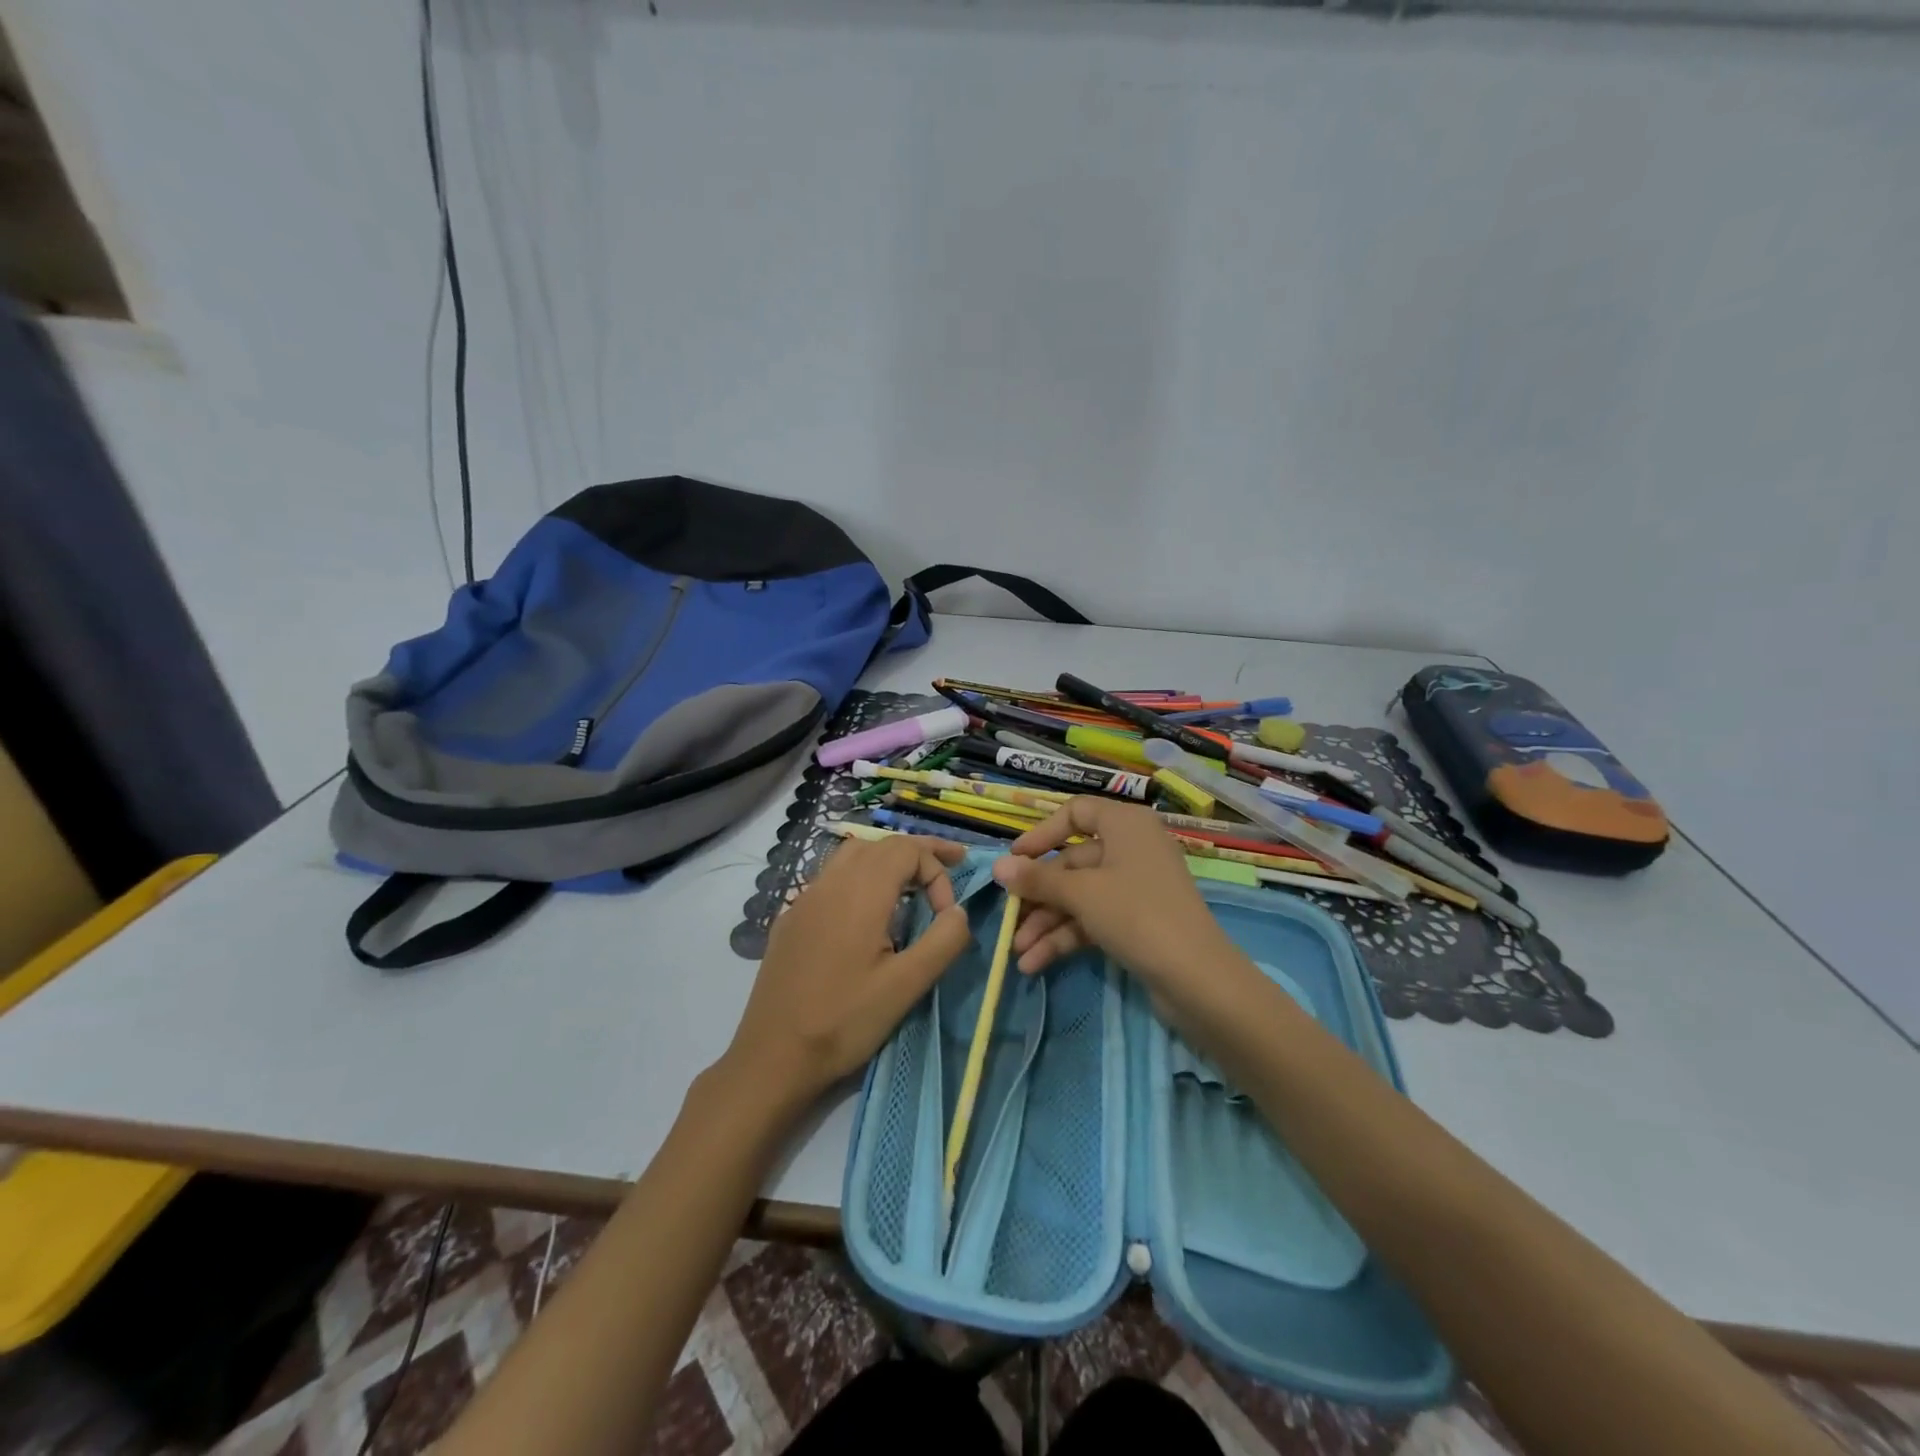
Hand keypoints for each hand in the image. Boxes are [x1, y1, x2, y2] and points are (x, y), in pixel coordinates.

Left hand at [719, 834, 972, 1114]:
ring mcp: (804, 899)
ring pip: (852, 855)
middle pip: (880, 845)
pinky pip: (831, 878)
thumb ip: (943, 941)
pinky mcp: (791, 919)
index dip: (937, 870)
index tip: (947, 914)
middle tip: (952, 863)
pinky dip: (860, 876)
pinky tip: (866, 911)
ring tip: (911, 881)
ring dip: (887, 859)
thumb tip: (959, 911)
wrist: (772, 1057)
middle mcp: (830, 883)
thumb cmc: (844, 1021)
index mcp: (860, 893)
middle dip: (919, 853)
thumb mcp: (906, 986)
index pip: (907, 849)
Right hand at [991, 798, 1253, 1029]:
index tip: (1014, 860)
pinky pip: (1093, 918)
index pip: (1076, 812)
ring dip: (1047, 923)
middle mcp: (1132, 848)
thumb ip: (1037, 879)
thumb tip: (998, 866)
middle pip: (1073, 862)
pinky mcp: (1138, 921)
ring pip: (1080, 895)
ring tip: (1018, 953)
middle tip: (1008, 919)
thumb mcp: (1081, 894)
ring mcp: (1136, 887)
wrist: (1197, 978)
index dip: (1042, 834)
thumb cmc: (1136, 914)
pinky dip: (1066, 937)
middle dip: (1038, 895)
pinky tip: (1036, 963)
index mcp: (1125, 824)